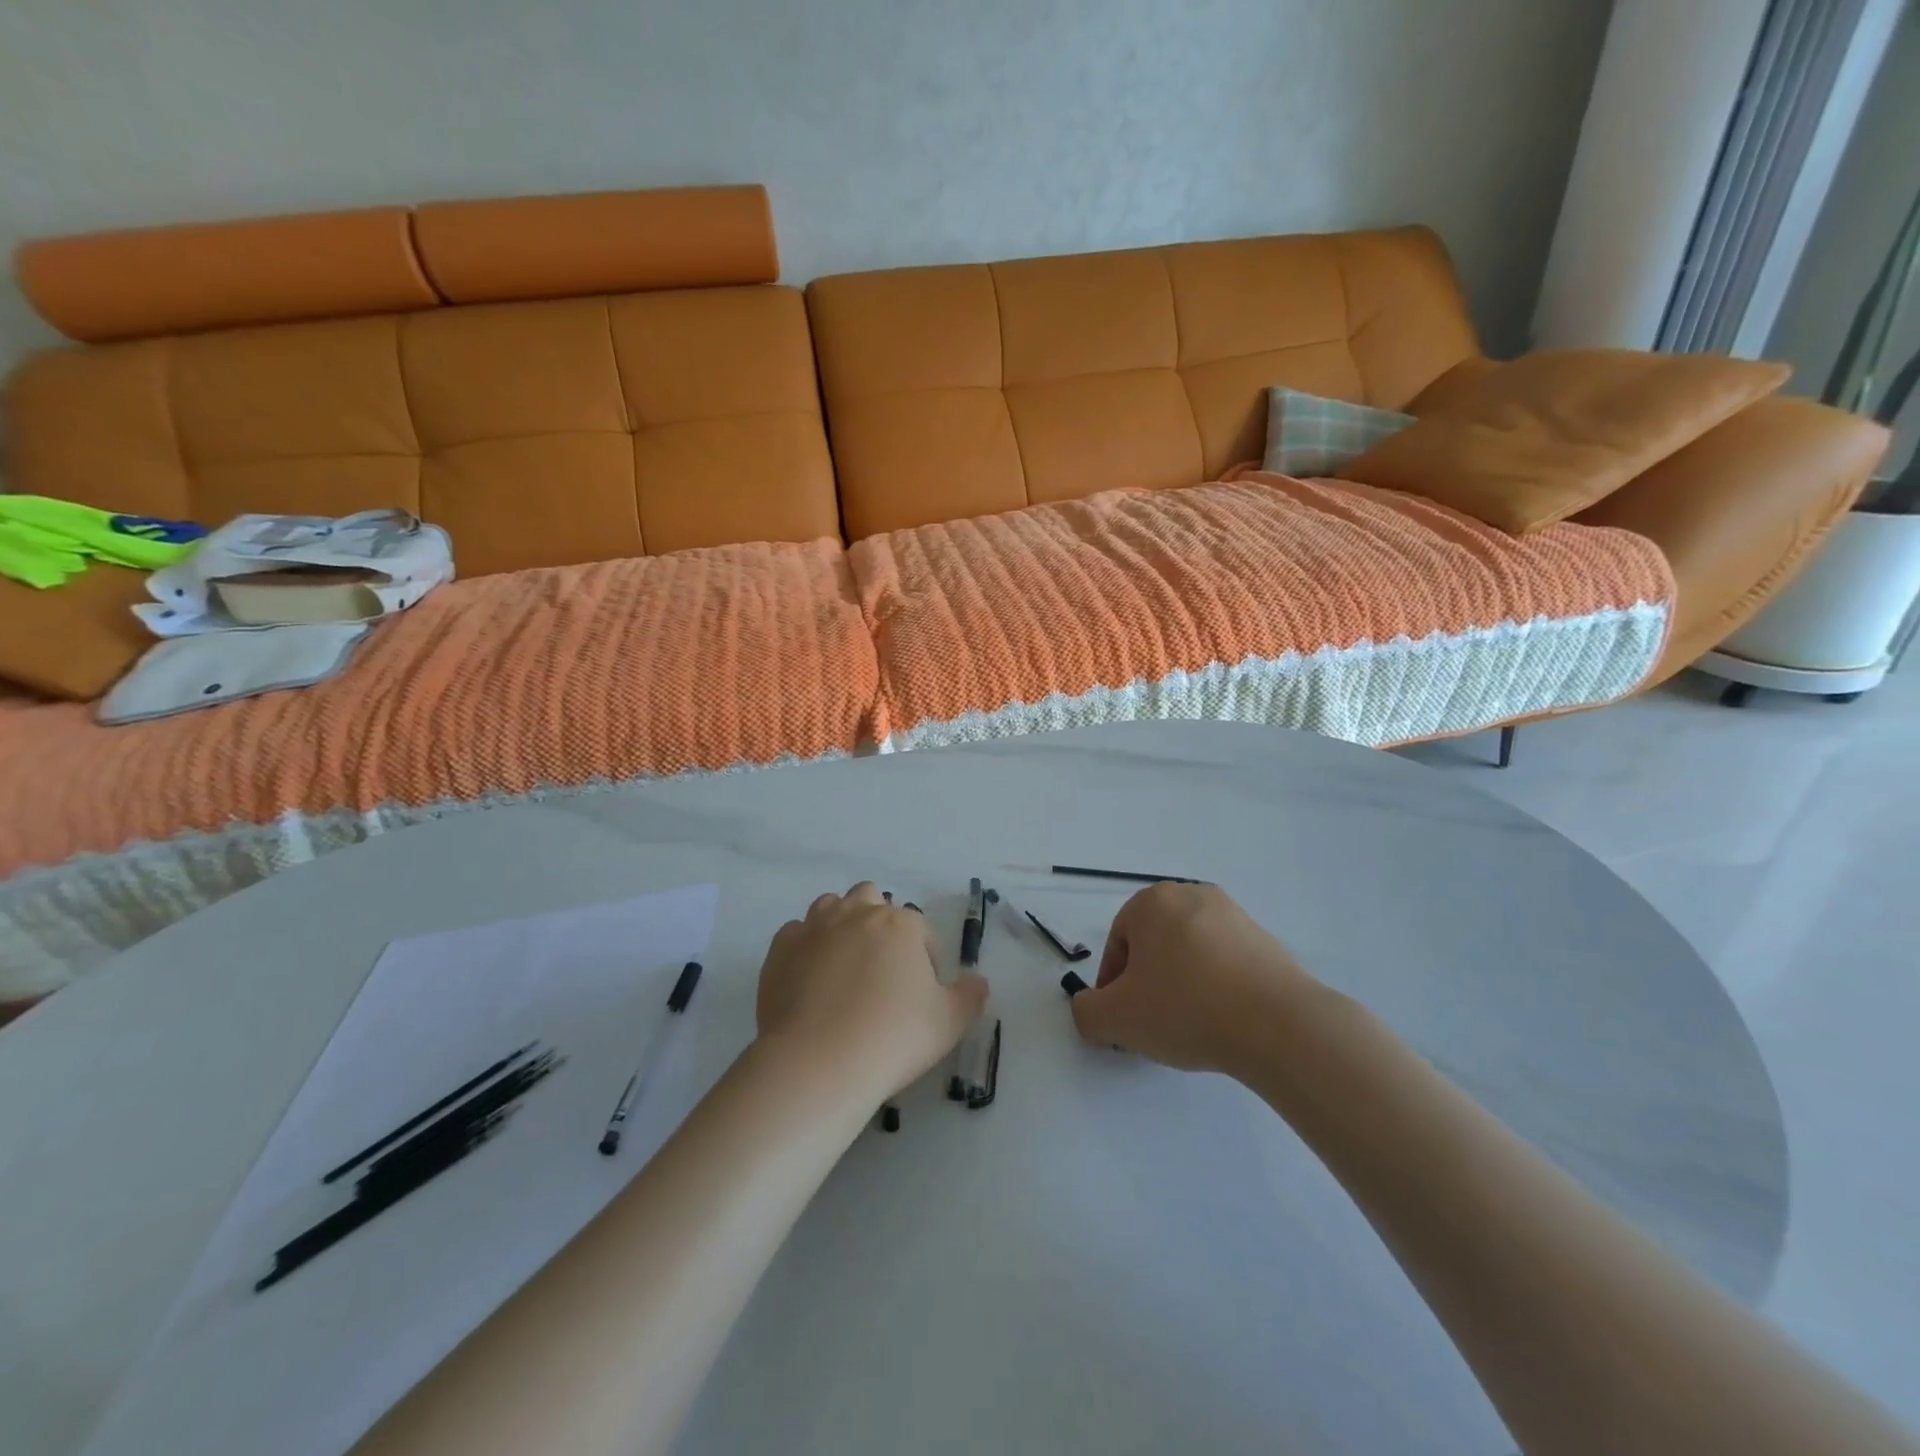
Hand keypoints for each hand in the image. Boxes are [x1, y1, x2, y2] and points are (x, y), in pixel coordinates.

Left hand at [756, 882, 987, 1101]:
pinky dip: (805, 948)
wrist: (817, 1064)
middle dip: (878, 923)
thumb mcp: (949, 1023)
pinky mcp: (780, 949)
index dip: (923, 956)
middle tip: (880, 970)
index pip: (918, 928)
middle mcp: (856, 913)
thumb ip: (969, 996)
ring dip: (840, 925)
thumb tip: (978, 981)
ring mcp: (814, 927)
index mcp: (899, 924)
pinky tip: (809, 979)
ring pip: (830, 907)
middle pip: (870, 899)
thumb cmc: (892, 1039)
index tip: (919, 991)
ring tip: (844, 968)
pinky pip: (796, 934)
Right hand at [1069, 882, 1318, 1075]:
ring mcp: (1234, 915)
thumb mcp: (1115, 1019)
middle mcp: (1192, 895)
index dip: (1113, 986)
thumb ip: (1086, 1012)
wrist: (1279, 1024)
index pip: (1118, 943)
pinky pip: (1225, 964)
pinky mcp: (1267, 941)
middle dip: (1148, 983)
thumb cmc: (1185, 1008)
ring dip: (1182, 986)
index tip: (1123, 1022)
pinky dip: (1216, 989)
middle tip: (1152, 1025)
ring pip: (1189, 954)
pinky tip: (1223, 1022)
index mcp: (1152, 901)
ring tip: (1190, 1028)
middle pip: (1154, 945)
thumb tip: (1091, 1010)